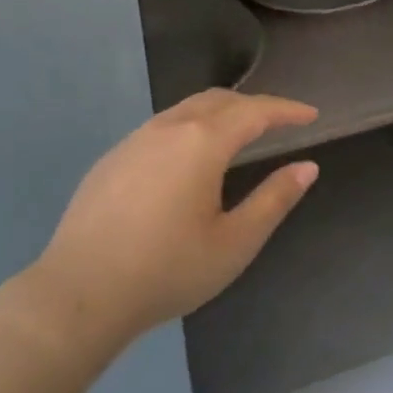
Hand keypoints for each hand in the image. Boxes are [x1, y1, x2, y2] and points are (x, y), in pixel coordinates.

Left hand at [24, 89, 319, 354]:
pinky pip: (160, 127)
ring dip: (219, 113)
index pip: (254, 112)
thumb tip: (306, 167)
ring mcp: (134, 140)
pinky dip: (189, 127)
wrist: (81, 291)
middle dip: (253, 106)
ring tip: (238, 134)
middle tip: (278, 122)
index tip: (310, 114)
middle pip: (218, 100)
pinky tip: (188, 158)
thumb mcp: (234, 242)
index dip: (286, 110)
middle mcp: (167, 128)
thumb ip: (274, 200)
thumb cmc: (168, 270)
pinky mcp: (112, 158)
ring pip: (185, 109)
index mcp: (202, 143)